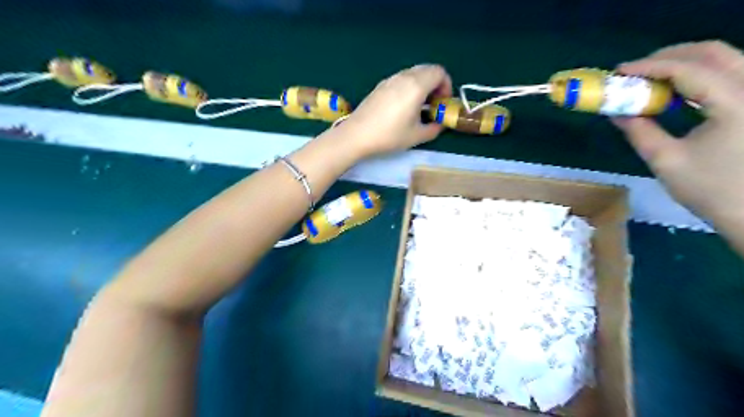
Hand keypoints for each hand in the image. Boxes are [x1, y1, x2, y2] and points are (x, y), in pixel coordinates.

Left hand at [333, 63, 449, 158]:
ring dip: (422, 85)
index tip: (442, 103)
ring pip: (414, 73)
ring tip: (418, 107)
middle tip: (433, 104)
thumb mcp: (417, 136)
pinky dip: (409, 87)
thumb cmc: (389, 135)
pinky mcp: (380, 86)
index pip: (440, 72)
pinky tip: (403, 107)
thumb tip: (439, 123)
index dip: (446, 86)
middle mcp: (404, 77)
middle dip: (436, 84)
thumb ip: (434, 128)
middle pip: (428, 69)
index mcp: (416, 85)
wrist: (357, 135)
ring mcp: (390, 79)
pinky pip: (401, 79)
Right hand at [610, 40, 742, 227]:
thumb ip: (639, 130)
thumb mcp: (664, 160)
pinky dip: (700, 75)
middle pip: (713, 52)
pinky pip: (731, 73)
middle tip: (634, 72)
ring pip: (726, 58)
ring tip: (652, 79)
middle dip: (668, 57)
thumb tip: (616, 112)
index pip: (688, 70)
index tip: (619, 72)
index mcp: (735, 103)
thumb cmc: (709, 189)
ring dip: (685, 63)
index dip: (649, 67)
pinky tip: (679, 90)